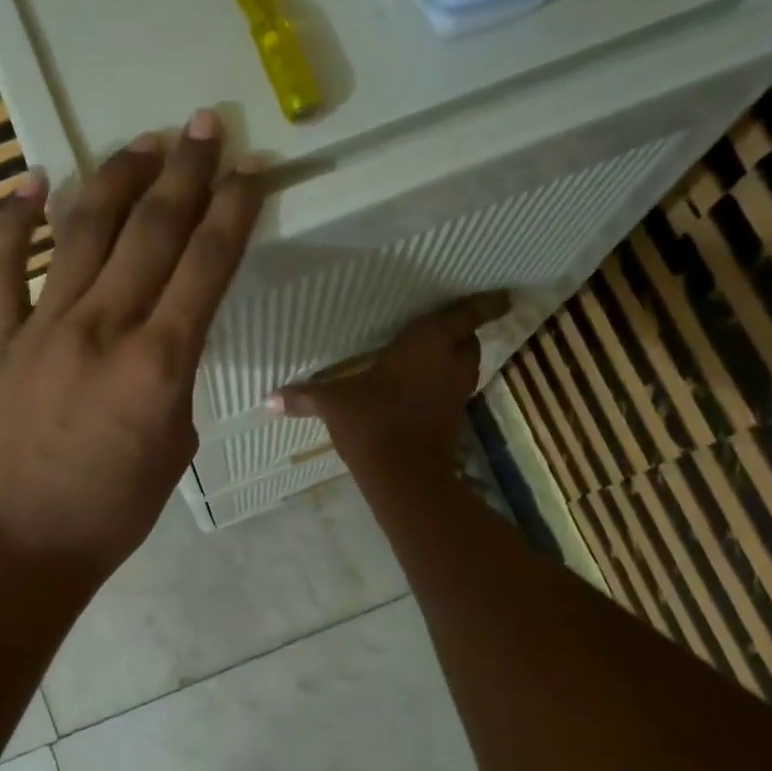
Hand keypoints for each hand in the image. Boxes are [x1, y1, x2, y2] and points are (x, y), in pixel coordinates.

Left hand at [0, 109, 263, 582]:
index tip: (252, 169)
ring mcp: (45, 327)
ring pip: (83, 232)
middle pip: (151, 231)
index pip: (207, 263)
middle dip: (184, 172)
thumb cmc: (121, 505)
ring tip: (142, 142)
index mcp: (159, 361)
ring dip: (115, 179)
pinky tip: (31, 179)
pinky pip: (3, 269)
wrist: (33, 539)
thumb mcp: (178, 438)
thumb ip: (178, 372)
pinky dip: (13, 221)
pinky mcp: (2, 340)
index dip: (234, 209)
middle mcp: (103, 327)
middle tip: (204, 125)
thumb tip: (169, 329)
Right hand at [275, 292, 511, 474]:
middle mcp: (449, 364)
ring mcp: (454, 394)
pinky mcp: (452, 419)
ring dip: (455, 359)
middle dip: (462, 333)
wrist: (404, 474)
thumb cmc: (372, 422)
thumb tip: (267, 400)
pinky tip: (419, 389)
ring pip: (465, 367)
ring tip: (432, 356)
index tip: (504, 296)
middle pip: (469, 341)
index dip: (485, 304)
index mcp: (428, 344)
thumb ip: (304, 397)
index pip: (465, 315)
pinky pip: (453, 391)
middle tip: (447, 326)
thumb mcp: (333, 403)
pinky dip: (443, 385)